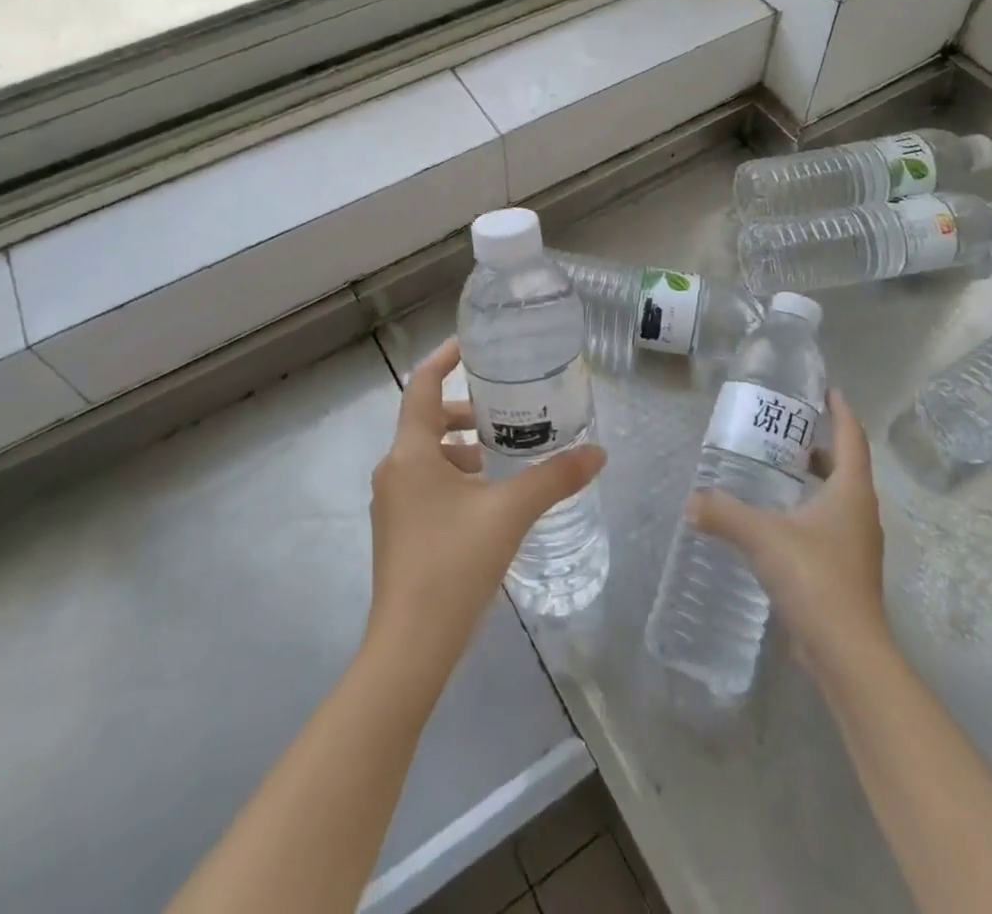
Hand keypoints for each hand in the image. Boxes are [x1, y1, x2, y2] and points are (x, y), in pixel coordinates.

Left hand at [365, 338, 604, 672]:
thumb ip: (554, 477)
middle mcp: (394, 469)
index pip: (423, 385)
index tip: (473, 344)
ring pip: (428, 455)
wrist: (410, 646)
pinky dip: (456, 475)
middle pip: (427, 420)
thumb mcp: (510, 513)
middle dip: (465, 410)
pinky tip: (489, 497)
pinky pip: (427, 483)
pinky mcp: (400, 531)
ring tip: (505, 451)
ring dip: (462, 446)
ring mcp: (393, 503)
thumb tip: (598, 452)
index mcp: (411, 452)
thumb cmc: (453, 564)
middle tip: (506, 405)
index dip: (445, 358)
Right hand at [688, 389, 886, 663]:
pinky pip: (829, 526)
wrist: (847, 652)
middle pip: (846, 467)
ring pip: (838, 499)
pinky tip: (777, 522)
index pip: (852, 438)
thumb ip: (724, 513)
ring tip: (777, 472)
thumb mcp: (762, 536)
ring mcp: (857, 545)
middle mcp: (861, 513)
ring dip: (815, 481)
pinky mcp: (847, 572)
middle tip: (786, 432)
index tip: (827, 391)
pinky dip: (808, 512)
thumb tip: (691, 501)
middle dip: (821, 446)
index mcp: (851, 492)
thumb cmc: (814, 577)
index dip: (840, 412)